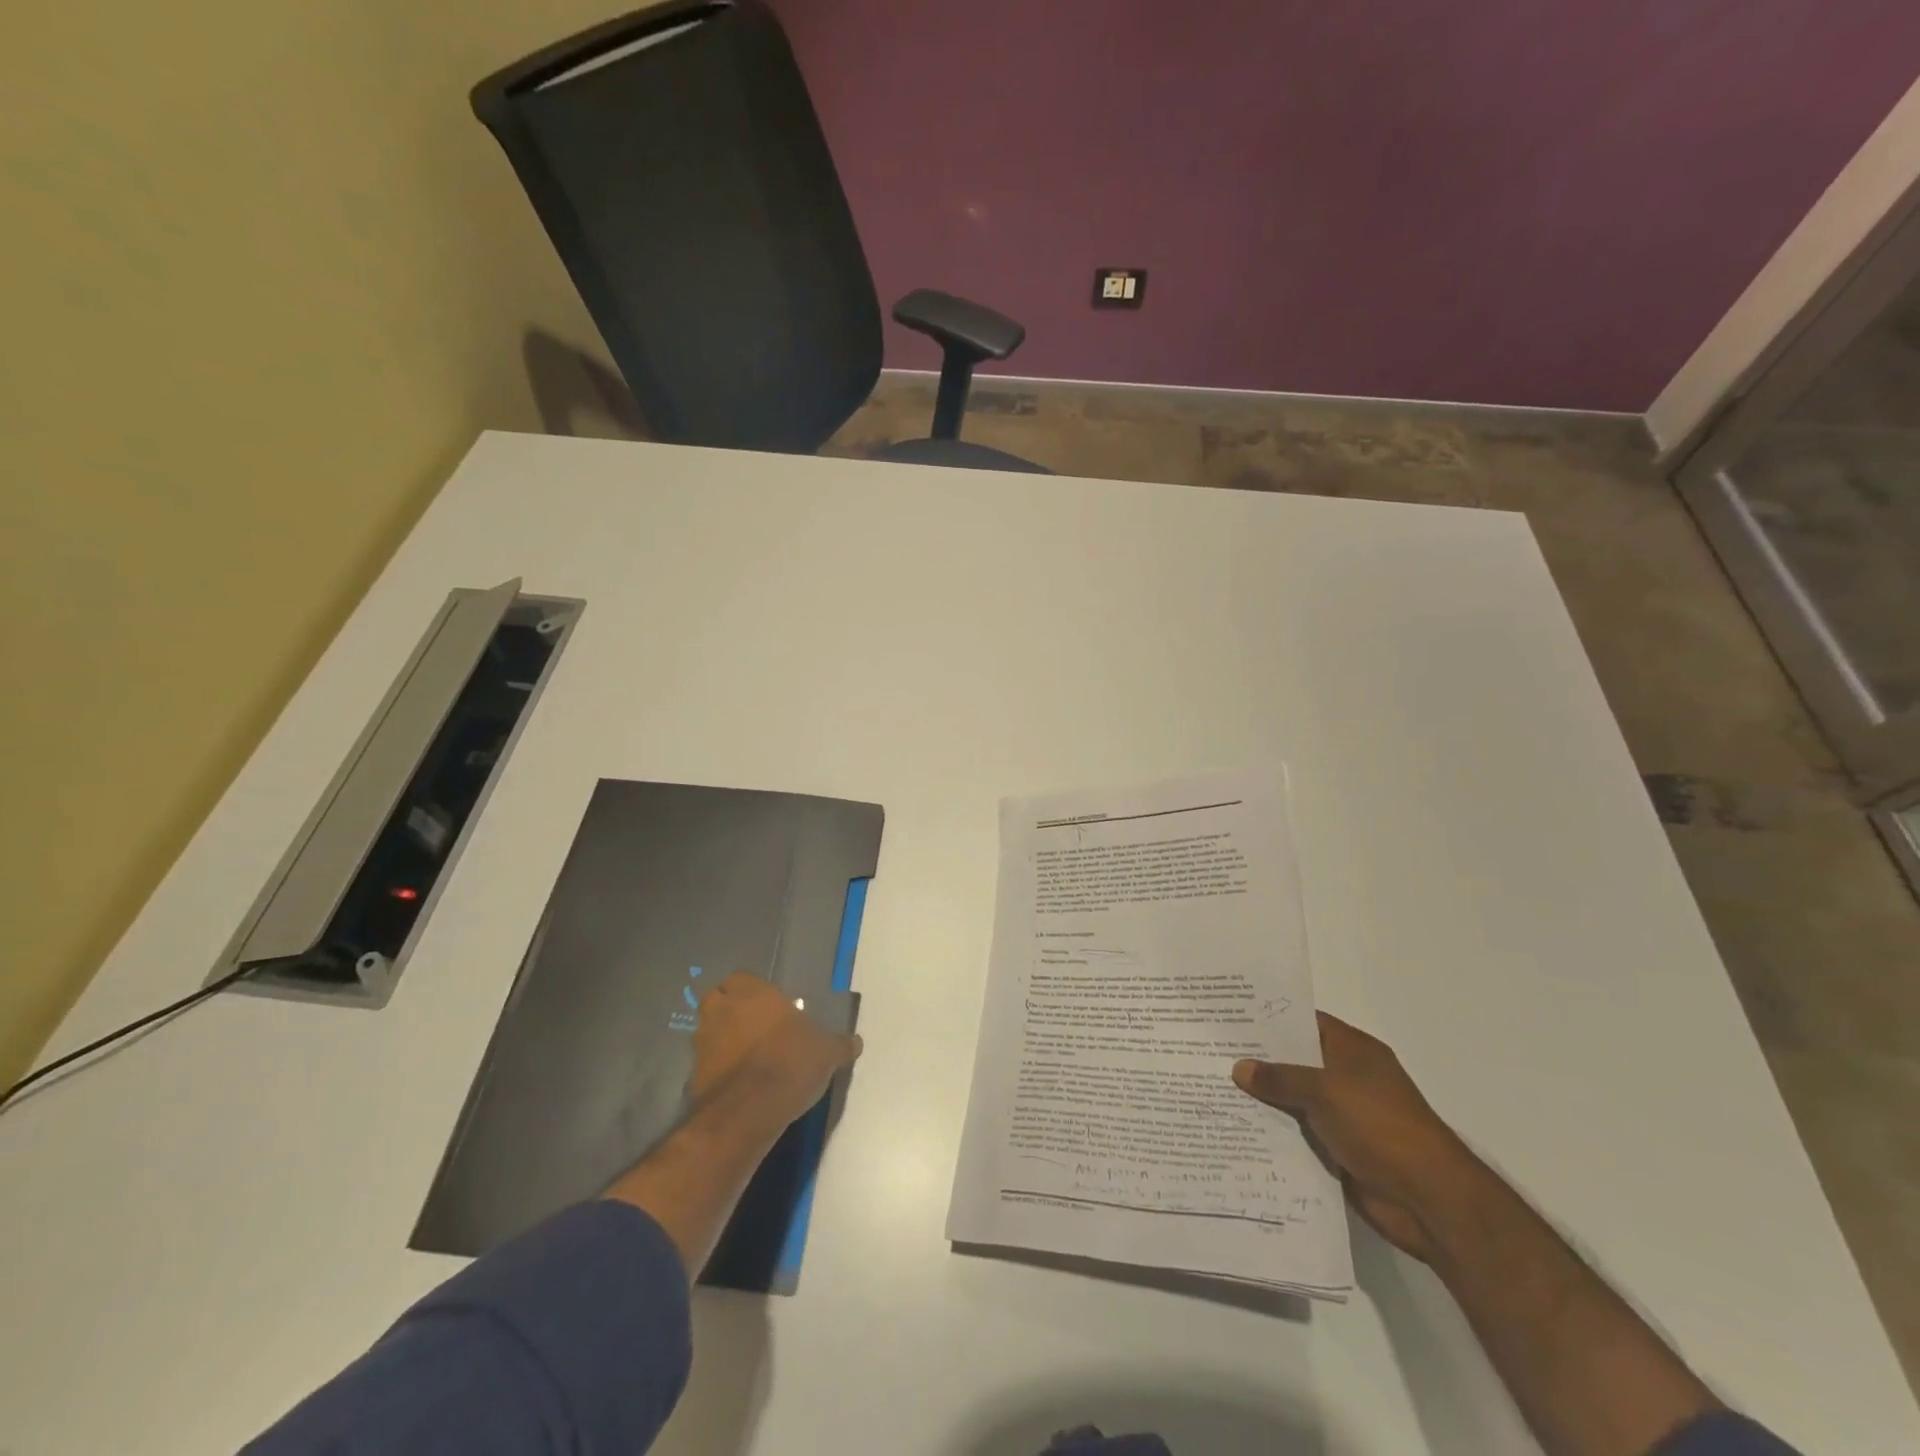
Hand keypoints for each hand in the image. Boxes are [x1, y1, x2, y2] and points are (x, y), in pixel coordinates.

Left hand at [690, 972, 861, 1131]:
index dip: (752, 991)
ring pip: (707, 1030)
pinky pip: (704, 1062)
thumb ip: (839, 1044)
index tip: (768, 1006)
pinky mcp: (693, 1073)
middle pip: (717, 999)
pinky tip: (735, 1082)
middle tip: (752, 1025)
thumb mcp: (826, 1052)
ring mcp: (703, 1042)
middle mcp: (723, 1010)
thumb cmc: (791, 1063)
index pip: (741, 978)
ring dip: (720, 1038)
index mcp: (753, 993)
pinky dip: (715, 1068)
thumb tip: (856, 1042)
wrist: (749, 1110)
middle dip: (729, 1009)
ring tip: (743, 1055)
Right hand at [1233, 1013, 1482, 1262]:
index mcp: (1353, 1051)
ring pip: (1294, 1099)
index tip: (1228, 1015)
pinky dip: (1275, 1131)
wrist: (1429, 1200)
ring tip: (1213, 1087)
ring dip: (1263, 1099)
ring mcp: (1344, 1115)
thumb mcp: (1326, 1091)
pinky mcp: (1339, 1150)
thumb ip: (1280, 1078)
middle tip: (1210, 1051)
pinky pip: (1299, 1133)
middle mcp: (1348, 1077)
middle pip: (1296, 1061)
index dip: (1269, 1018)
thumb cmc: (1381, 1127)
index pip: (1305, 1022)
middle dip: (1259, 1059)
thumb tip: (1239, 1067)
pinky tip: (1237, 1127)